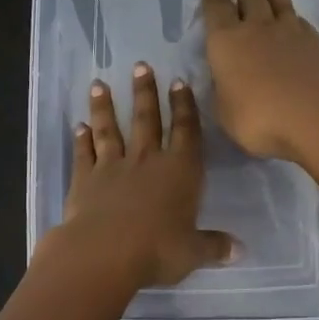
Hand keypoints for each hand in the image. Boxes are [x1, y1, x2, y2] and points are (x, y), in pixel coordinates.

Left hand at [52, 63, 236, 288]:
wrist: (104, 253)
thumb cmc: (157, 250)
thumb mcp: (193, 252)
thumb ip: (214, 247)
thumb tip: (240, 251)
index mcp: (180, 171)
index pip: (186, 131)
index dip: (184, 106)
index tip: (179, 82)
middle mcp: (146, 160)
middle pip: (146, 119)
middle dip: (145, 92)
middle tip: (140, 66)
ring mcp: (112, 167)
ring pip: (110, 129)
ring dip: (105, 107)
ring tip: (99, 84)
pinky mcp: (84, 179)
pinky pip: (84, 153)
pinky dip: (81, 139)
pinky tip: (78, 126)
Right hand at [201, 0, 318, 175]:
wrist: (315, 117)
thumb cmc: (258, 118)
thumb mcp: (224, 112)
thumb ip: (221, 91)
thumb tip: (221, 78)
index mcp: (225, 41)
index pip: (216, 7)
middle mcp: (256, 28)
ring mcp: (289, 32)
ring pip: (278, 1)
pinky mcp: (315, 42)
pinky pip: (300, 20)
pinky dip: (293, 13)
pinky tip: (295, 14)